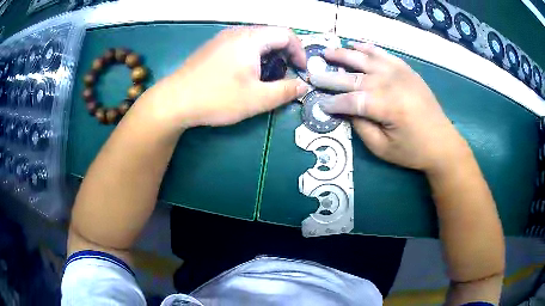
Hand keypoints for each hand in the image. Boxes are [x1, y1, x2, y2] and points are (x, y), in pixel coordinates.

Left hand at [146, 26, 308, 127]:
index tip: (301, 70)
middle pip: (271, 34)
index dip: (299, 51)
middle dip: (285, 53)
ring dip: (268, 55)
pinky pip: (241, 45)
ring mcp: (222, 38)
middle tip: (285, 75)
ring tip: (267, 76)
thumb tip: (303, 85)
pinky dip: (253, 55)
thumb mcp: (256, 99)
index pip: (286, 34)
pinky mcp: (213, 47)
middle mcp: (237, 32)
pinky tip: (246, 74)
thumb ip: (285, 91)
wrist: (174, 101)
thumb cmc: (216, 98)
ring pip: (256, 40)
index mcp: (251, 39)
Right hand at [311, 42, 468, 171]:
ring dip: (344, 55)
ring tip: (327, 53)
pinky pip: (384, 54)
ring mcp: (400, 73)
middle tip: (312, 75)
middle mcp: (391, 83)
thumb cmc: (412, 150)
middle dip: (330, 77)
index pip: (351, 101)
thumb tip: (344, 110)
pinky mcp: (406, 70)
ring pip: (366, 59)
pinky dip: (368, 48)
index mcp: (386, 106)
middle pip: (354, 77)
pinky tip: (356, 45)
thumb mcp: (383, 148)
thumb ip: (361, 127)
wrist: (442, 142)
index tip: (320, 104)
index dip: (333, 103)